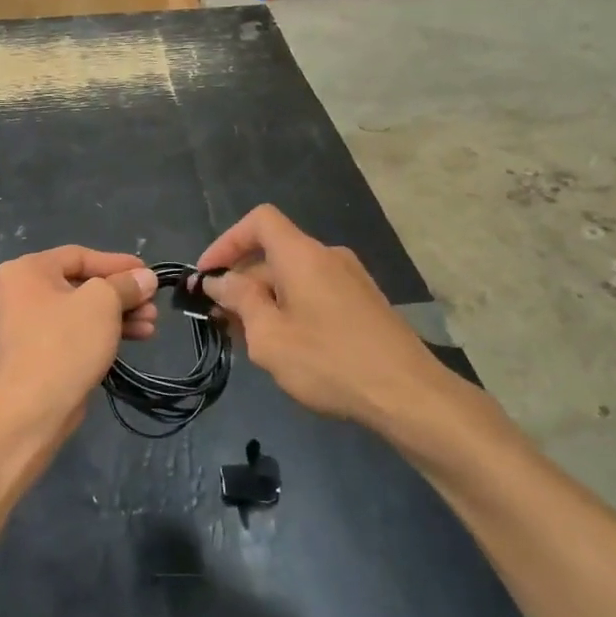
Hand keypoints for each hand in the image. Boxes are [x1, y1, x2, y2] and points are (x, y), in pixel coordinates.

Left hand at [0, 247, 157, 436]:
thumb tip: (146, 277)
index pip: (80, 256)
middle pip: (82, 284)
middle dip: (122, 294)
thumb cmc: (64, 343)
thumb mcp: (102, 304)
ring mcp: (29, 325)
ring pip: (83, 311)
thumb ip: (126, 285)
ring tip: (151, 325)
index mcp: (27, 270)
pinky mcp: (40, 353)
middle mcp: (22, 292)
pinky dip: (104, 332)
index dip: (117, 263)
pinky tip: (135, 338)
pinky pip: (76, 333)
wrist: (32, 409)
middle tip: (153, 304)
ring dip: (119, 315)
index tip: (148, 273)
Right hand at [198, 205, 451, 430]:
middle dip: (241, 283)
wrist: (408, 395)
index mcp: (302, 255)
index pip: (259, 221)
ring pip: (294, 278)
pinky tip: (287, 348)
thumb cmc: (329, 361)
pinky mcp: (364, 304)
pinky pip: (315, 294)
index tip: (207, 277)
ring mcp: (351, 280)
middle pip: (273, 254)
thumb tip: (219, 280)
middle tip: (221, 323)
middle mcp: (328, 256)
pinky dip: (291, 310)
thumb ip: (239, 300)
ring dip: (265, 301)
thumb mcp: (269, 335)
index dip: (226, 242)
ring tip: (250, 342)